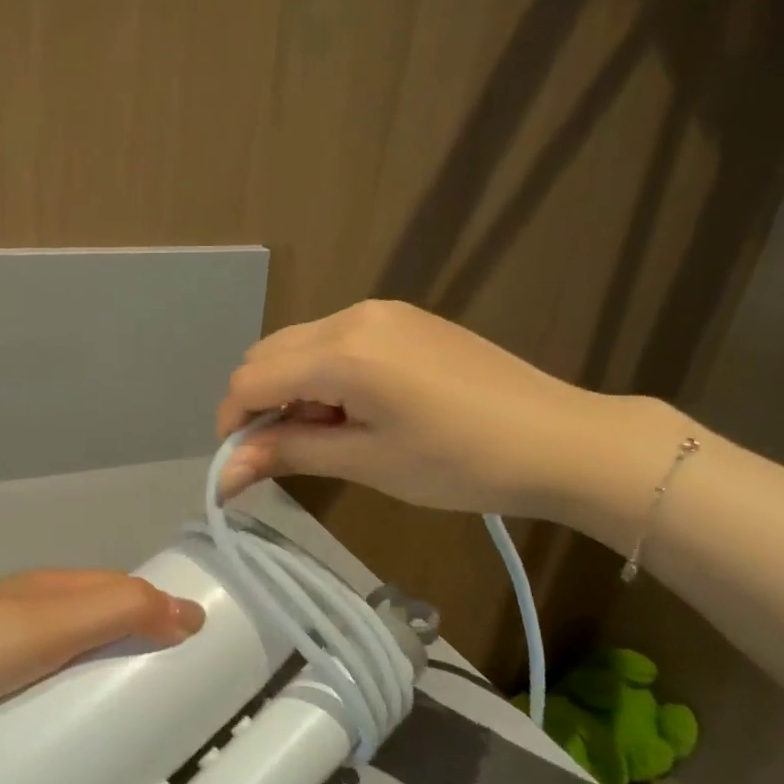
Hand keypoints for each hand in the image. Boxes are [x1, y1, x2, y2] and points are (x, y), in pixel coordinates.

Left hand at [0, 571, 204, 783]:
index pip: (119, 590)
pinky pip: (41, 708)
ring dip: (102, 693)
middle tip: (178, 704)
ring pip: (69, 673)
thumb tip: (193, 614)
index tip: (199, 650)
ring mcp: (1, 665)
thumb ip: (121, 610)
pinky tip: (83, 750)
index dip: (158, 610)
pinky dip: (67, 720)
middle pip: (97, 633)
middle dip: (135, 658)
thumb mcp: (52, 622)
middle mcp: (27, 619)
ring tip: (142, 735)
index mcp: (46, 589)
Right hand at [216, 300, 673, 530]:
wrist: (558, 439)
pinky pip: (336, 340)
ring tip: (325, 436)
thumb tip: (224, 471)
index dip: (233, 422)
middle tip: (282, 453)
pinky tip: (354, 410)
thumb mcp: (366, 462)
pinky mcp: (404, 319)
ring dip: (291, 388)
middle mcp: (353, 315)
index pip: (251, 378)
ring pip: (301, 345)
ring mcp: (382, 312)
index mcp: (342, 352)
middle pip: (269, 353)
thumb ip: (289, 452)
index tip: (240, 465)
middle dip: (258, 403)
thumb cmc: (459, 462)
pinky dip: (323, 375)